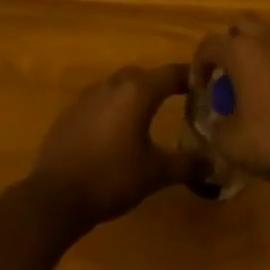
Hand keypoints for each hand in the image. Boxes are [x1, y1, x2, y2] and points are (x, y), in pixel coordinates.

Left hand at [30, 64, 193, 232]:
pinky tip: (116, 133)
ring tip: (148, 117)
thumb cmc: (112, 178)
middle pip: (144, 76)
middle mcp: (113, 84)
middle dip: (163, 84)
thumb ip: (187, 164)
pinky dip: (114, 109)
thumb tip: (215, 164)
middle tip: (180, 100)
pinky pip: (101, 101)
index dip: (192, 77)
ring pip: (120, 86)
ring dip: (136, 96)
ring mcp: (88, 96)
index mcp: (137, 91)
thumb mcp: (155, 173)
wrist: (55, 196)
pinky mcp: (71, 112)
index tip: (208, 84)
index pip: (172, 73)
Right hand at [192, 15, 269, 199]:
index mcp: (244, 52)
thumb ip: (216, 128)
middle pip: (243, 25)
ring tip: (260, 86)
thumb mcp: (232, 144)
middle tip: (230, 75)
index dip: (199, 65)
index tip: (201, 88)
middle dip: (231, 44)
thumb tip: (218, 123)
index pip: (209, 45)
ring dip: (261, 54)